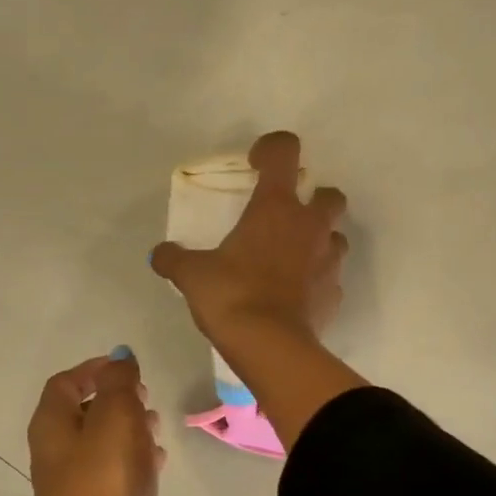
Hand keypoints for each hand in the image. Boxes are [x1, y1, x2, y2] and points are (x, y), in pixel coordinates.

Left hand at [28, 352, 165, 495]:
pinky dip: (132, 458)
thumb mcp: (115, 416)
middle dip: (116, 400)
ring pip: (101, 443)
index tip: (127, 369)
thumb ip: (119, 383)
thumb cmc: (104, 478)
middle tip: (146, 397)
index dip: (94, 370)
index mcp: (52, 424)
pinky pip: (112, 471)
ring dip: (128, 428)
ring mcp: (73, 482)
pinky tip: (157, 461)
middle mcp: (55, 451)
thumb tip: (119, 357)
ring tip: (157, 425)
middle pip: (83, 412)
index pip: (66, 383)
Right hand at [149, 131, 347, 351]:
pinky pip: (329, 279)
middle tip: (286, 218)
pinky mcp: (334, 294)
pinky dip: (316, 281)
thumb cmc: (231, 296)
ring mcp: (328, 261)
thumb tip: (160, 254)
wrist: (269, 346)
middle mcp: (310, 226)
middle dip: (313, 200)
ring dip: (318, 241)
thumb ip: (175, 259)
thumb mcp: (192, 275)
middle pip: (330, 195)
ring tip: (291, 259)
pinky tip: (295, 296)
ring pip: (335, 237)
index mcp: (276, 207)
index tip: (255, 165)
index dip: (271, 148)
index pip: (285, 151)